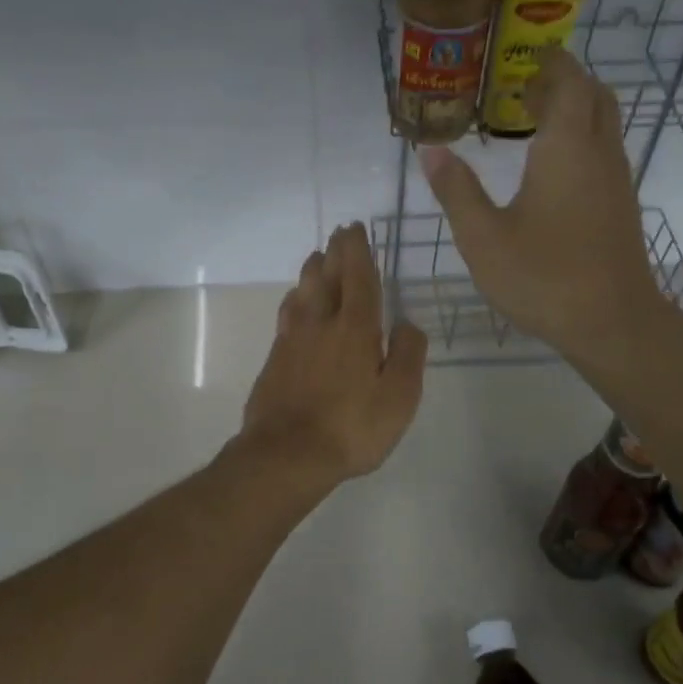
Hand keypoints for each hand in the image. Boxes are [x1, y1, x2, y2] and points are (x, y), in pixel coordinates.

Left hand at [238, 222, 426, 485]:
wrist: (287, 454)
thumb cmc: (351, 427)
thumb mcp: (399, 397)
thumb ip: (408, 355)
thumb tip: (406, 323)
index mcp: (355, 328)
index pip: (358, 277)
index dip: (358, 251)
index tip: (355, 229)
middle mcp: (321, 323)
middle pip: (326, 277)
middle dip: (334, 253)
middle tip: (338, 235)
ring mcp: (292, 340)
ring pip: (302, 292)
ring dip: (311, 271)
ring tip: (317, 259)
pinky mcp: (275, 359)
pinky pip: (287, 314)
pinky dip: (295, 298)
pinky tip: (296, 303)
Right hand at [418, 48, 664, 361]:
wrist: (612, 322)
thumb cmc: (544, 277)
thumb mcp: (483, 237)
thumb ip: (456, 190)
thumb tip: (429, 150)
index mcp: (566, 148)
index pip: (568, 82)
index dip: (552, 62)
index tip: (529, 55)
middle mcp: (599, 153)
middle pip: (594, 96)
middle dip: (565, 81)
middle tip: (527, 86)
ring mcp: (617, 181)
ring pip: (604, 124)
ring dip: (576, 110)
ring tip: (535, 121)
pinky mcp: (622, 207)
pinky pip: (605, 152)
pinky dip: (583, 139)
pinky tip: (554, 169)